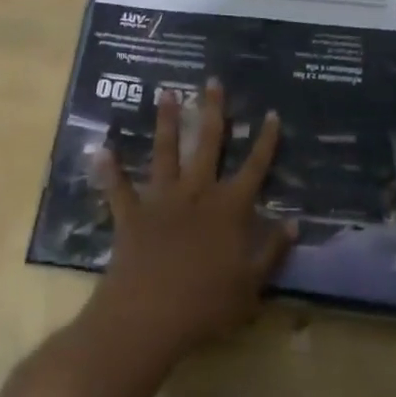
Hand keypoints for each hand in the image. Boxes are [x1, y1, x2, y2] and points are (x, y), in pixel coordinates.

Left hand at [89, 80, 295, 366]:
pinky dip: (110, 169)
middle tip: (212, 81)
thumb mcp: (252, 285)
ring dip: (166, 121)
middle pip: (207, 143)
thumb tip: (294, 222)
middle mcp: (197, 192)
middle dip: (212, 110)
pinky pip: (119, 187)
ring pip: (166, 151)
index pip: (254, 167)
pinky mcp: (132, 213)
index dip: (265, 140)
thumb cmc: (207, 305)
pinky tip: (102, 149)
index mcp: (229, 208)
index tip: (271, 113)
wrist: (150, 315)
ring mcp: (162, 199)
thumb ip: (272, 251)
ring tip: (166, 93)